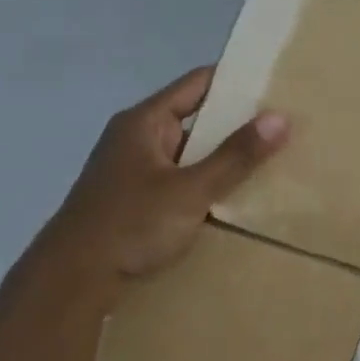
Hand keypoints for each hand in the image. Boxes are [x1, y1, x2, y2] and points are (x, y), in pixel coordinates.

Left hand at [36, 66, 288, 286]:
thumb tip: (281, 117)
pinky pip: (183, 179)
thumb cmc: (131, 224)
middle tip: (286, 124)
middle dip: (238, 122)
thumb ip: (236, 156)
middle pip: (197, 118)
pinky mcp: (139, 200)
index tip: (277, 83)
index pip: (198, 84)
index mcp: (144, 122)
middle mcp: (138, 138)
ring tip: (274, 157)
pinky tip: (239, 195)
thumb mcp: (192, 190)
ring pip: (191, 152)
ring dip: (225, 156)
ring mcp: (136, 170)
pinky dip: (209, 182)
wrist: (74, 280)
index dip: (236, 80)